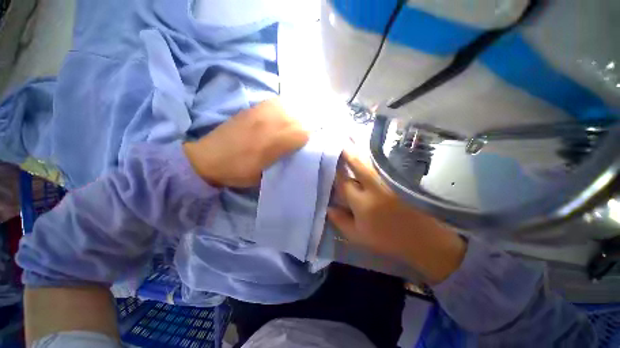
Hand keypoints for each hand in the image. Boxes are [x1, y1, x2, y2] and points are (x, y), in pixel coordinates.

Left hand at [184, 98, 308, 187]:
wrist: (208, 158)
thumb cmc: (239, 171)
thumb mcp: (265, 174)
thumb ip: (284, 160)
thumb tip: (296, 150)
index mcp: (274, 141)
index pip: (303, 133)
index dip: (305, 141)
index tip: (300, 148)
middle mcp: (270, 122)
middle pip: (298, 119)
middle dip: (301, 129)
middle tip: (295, 139)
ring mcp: (261, 112)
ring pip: (289, 108)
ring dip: (292, 118)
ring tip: (288, 128)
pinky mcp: (253, 108)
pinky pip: (276, 103)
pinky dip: (282, 110)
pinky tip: (278, 118)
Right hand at [327, 150, 466, 283]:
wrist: (423, 240)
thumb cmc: (387, 239)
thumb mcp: (358, 236)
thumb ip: (340, 221)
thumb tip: (328, 206)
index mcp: (362, 202)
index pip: (343, 182)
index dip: (334, 171)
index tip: (328, 161)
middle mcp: (375, 187)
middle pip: (357, 164)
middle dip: (346, 152)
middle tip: (339, 141)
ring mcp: (390, 181)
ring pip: (370, 161)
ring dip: (359, 150)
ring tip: (350, 138)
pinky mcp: (401, 179)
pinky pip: (383, 163)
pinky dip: (374, 156)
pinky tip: (369, 150)